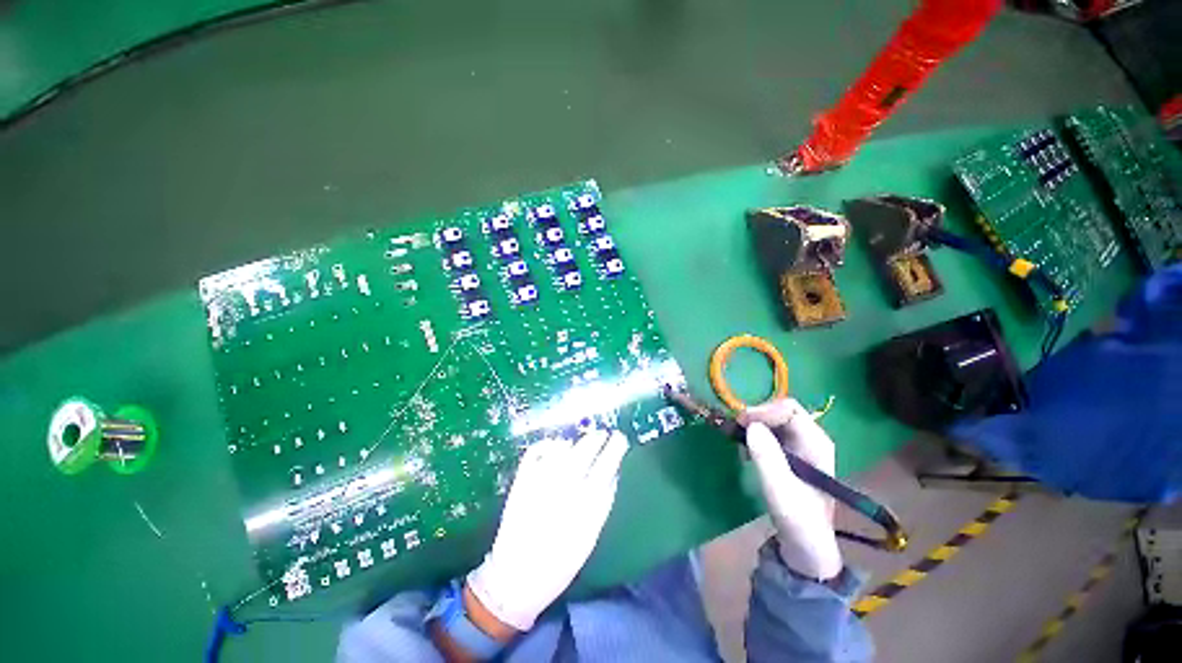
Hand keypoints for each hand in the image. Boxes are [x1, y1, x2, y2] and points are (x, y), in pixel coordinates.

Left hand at [466, 429, 627, 630]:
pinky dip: (548, 444)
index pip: (605, 464)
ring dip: (576, 441)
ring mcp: (539, 480)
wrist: (515, 578)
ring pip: (563, 446)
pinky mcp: (521, 480)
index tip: (619, 438)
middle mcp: (563, 487)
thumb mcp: (590, 537)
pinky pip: (537, 450)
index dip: (614, 447)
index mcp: (584, 503)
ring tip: (581, 443)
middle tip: (602, 435)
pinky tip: (556, 447)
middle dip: (597, 438)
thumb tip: (613, 473)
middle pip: (585, 449)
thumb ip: (602, 502)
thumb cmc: (559, 563)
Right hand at [740, 399, 842, 580]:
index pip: (789, 409)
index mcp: (817, 442)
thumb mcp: (779, 489)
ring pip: (774, 420)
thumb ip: (767, 456)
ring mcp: (801, 445)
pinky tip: (747, 451)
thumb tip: (751, 425)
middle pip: (781, 411)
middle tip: (736, 428)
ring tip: (740, 441)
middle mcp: (811, 438)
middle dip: (757, 416)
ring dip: (754, 425)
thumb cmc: (797, 518)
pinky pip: (770, 432)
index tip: (741, 423)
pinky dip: (755, 435)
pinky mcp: (791, 453)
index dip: (764, 411)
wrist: (805, 545)